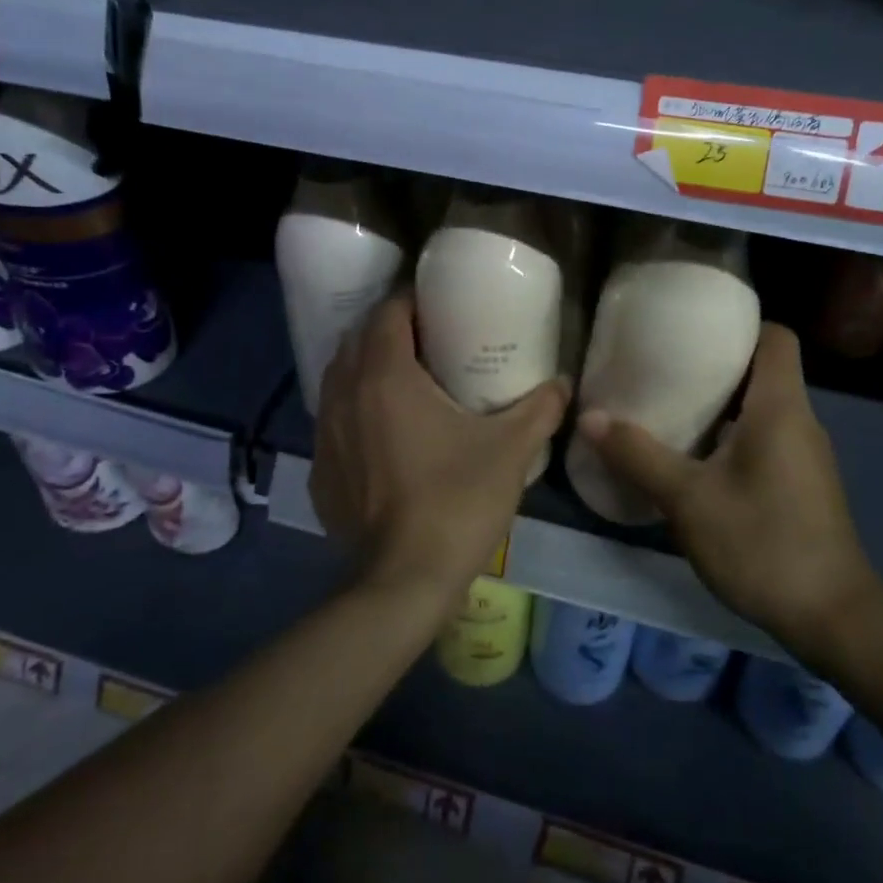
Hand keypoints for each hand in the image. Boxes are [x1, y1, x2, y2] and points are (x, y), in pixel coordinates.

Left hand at [310, 291, 569, 599]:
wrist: (403, 582)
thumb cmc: (457, 502)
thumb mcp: (510, 450)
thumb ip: (540, 408)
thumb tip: (563, 382)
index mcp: (385, 377)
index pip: (387, 312)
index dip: (411, 301)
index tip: (440, 306)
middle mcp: (345, 395)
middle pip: (357, 339)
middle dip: (388, 330)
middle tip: (428, 338)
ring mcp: (325, 434)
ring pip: (338, 379)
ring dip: (365, 367)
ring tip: (404, 378)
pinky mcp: (320, 471)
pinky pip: (332, 420)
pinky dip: (352, 410)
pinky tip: (380, 431)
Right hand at [576, 323, 882, 644]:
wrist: (832, 618)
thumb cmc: (762, 543)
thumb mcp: (688, 499)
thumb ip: (638, 455)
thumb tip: (589, 417)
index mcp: (780, 407)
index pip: (776, 337)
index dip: (740, 324)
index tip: (694, 328)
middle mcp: (799, 420)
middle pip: (764, 369)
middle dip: (717, 362)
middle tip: (664, 364)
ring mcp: (805, 454)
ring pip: (763, 406)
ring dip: (721, 402)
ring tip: (670, 404)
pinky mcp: (802, 483)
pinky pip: (766, 437)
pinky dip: (732, 433)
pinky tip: (695, 456)